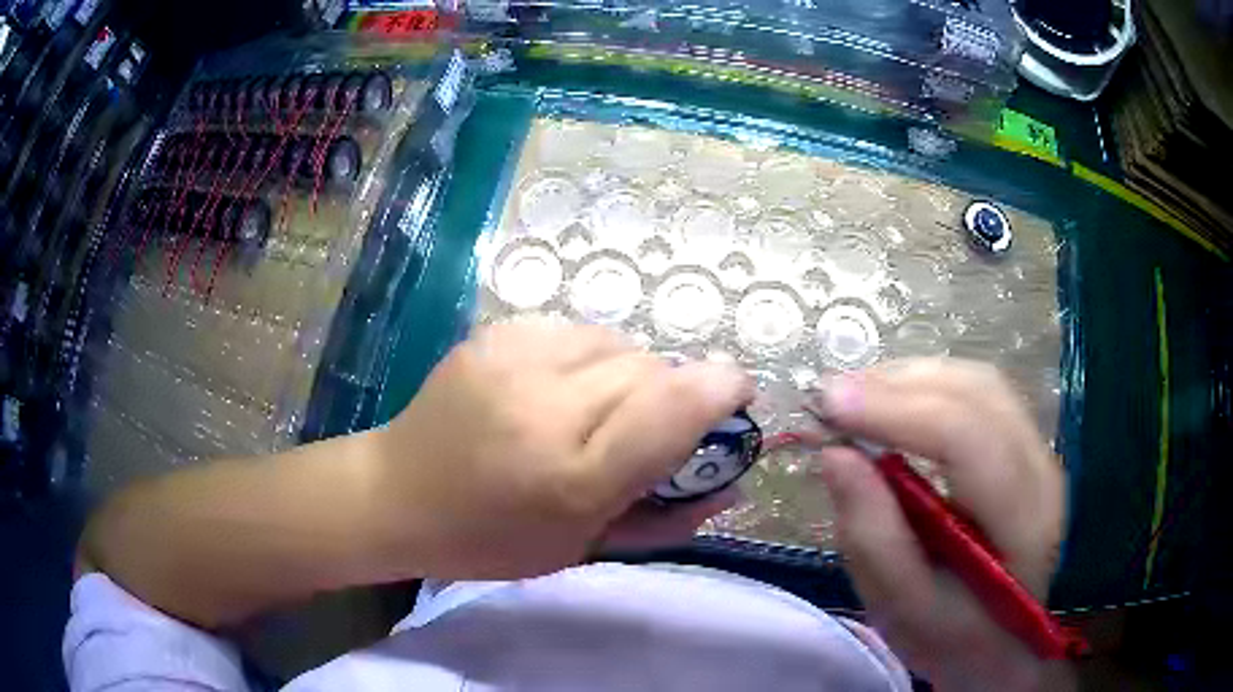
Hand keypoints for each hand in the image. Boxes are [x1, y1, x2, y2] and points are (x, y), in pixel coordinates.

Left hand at [377, 322, 753, 579]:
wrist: (395, 494)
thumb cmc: (489, 540)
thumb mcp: (582, 548)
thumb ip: (664, 518)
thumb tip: (731, 484)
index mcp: (571, 476)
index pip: (672, 409)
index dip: (721, 388)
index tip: (740, 392)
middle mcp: (546, 405)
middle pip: (650, 368)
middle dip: (668, 393)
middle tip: (644, 428)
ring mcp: (514, 359)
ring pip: (616, 341)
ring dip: (626, 374)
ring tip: (594, 409)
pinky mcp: (493, 334)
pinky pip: (575, 331)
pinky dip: (587, 357)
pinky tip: (557, 388)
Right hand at [811, 359, 1067, 691]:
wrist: (1002, 642)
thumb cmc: (952, 637)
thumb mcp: (902, 609)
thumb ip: (872, 537)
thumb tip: (835, 455)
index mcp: (1022, 524)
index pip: (969, 440)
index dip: (898, 412)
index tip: (828, 406)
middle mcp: (1042, 472)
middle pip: (977, 394)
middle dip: (898, 385)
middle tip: (830, 398)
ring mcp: (1039, 452)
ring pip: (978, 383)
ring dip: (910, 379)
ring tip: (853, 399)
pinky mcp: (1025, 445)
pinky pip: (978, 394)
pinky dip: (927, 387)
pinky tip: (891, 405)